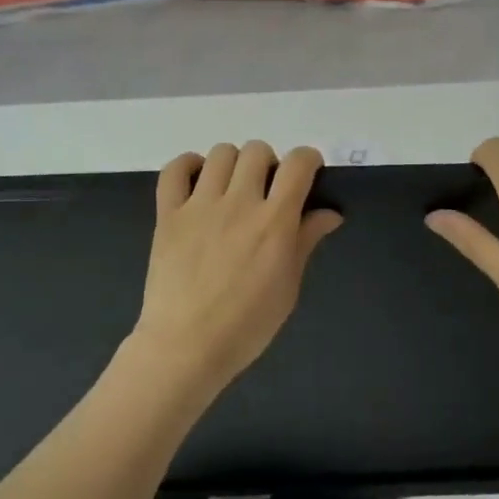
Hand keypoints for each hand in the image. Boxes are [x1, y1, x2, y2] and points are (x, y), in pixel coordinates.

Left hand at [132, 142, 342, 391]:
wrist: (186, 347)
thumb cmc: (246, 325)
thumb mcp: (288, 287)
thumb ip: (306, 241)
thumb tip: (330, 213)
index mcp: (274, 221)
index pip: (298, 163)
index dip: (307, 160)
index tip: (307, 174)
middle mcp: (238, 203)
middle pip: (257, 151)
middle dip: (268, 163)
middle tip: (266, 190)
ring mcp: (199, 205)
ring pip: (220, 153)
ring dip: (233, 164)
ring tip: (232, 188)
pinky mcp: (168, 214)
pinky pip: (174, 170)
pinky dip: (187, 166)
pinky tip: (197, 181)